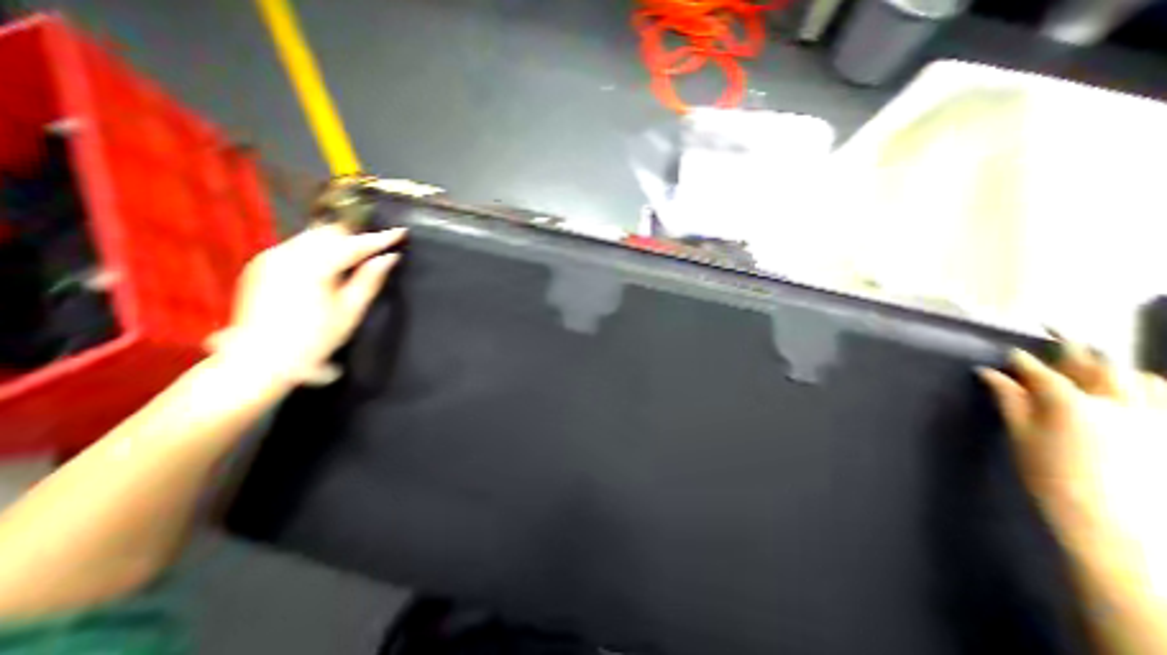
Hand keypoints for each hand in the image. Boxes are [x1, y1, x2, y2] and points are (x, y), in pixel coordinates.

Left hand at [207, 226, 407, 386]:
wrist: (260, 359)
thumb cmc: (314, 339)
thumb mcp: (351, 311)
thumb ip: (369, 279)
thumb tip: (390, 257)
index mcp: (313, 267)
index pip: (354, 244)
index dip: (380, 238)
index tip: (401, 232)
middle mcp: (288, 254)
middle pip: (329, 232)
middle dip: (356, 236)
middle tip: (377, 246)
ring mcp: (271, 256)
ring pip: (313, 236)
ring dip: (338, 241)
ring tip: (356, 254)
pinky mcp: (261, 263)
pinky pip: (298, 245)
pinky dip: (319, 249)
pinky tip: (329, 265)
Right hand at [979, 352, 1166, 594]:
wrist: (1114, 525)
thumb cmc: (1051, 477)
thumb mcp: (1021, 436)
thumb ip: (1009, 400)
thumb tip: (990, 373)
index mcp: (1069, 405)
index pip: (1039, 372)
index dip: (1021, 360)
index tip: (1009, 353)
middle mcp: (1116, 405)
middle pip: (1095, 365)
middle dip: (1073, 348)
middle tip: (1057, 333)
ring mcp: (1152, 419)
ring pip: (1139, 378)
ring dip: (1112, 366)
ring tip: (1094, 363)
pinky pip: (1164, 399)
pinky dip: (1147, 387)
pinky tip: (1133, 389)